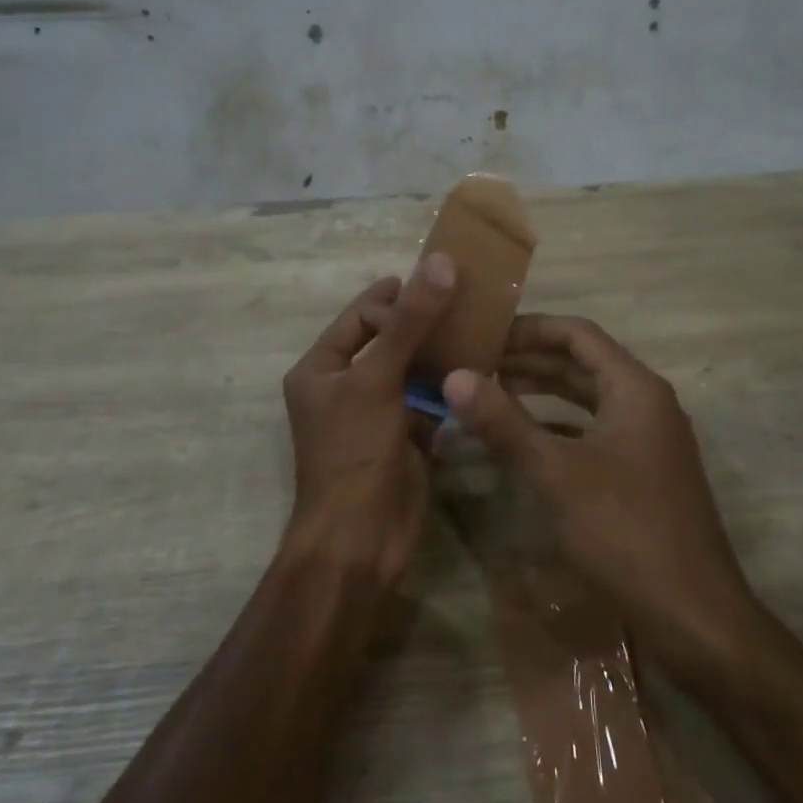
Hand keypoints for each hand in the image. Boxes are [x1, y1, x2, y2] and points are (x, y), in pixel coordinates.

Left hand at [281, 254, 456, 586]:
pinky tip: (481, 369)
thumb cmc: (354, 453)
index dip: (396, 300)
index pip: (361, 316)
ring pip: (413, 369)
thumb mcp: (377, 379)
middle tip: (468, 301)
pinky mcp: (406, 438)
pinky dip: (451, 386)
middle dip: (425, 321)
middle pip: (390, 339)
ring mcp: (378, 414)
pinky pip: (430, 400)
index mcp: (321, 368)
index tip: (438, 286)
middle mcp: (346, 386)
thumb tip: (441, 261)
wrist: (360, 541)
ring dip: (442, 352)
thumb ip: (410, 322)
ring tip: (481, 329)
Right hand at [442, 315, 757, 667]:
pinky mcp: (640, 472)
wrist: (694, 616)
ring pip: (586, 399)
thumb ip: (505, 422)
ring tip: (489, 391)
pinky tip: (522, 437)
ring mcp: (646, 439)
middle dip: (529, 359)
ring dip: (541, 392)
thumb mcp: (557, 473)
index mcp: (635, 388)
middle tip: (475, 361)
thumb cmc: (626, 532)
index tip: (483, 331)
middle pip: (581, 364)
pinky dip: (557, 427)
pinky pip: (592, 432)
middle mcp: (645, 403)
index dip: (530, 328)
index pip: (578, 334)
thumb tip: (454, 378)